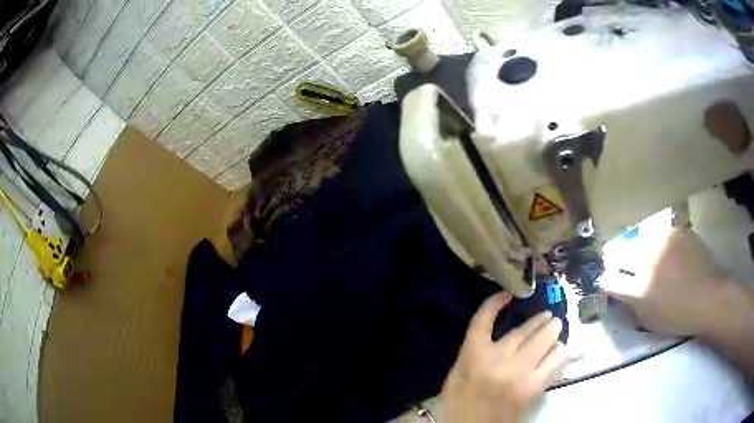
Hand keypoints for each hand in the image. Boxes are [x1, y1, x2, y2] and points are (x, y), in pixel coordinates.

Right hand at [441, 292, 565, 422]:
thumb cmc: (461, 400)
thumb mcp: (457, 372)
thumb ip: (475, 349)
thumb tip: (497, 329)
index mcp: (475, 355)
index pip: (484, 319)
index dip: (494, 303)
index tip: (506, 295)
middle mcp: (501, 360)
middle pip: (526, 330)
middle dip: (541, 320)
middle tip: (548, 316)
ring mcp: (521, 374)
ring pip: (546, 342)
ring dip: (553, 333)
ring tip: (556, 330)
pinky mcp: (534, 387)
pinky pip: (555, 363)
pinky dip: (560, 353)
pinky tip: (560, 350)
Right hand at [602, 228, 731, 337]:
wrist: (707, 297)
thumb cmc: (677, 317)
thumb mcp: (648, 320)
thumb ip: (631, 304)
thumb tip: (619, 292)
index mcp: (638, 289)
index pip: (609, 279)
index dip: (606, 281)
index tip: (610, 284)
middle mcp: (647, 261)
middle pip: (620, 253)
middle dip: (620, 262)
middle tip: (628, 269)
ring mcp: (662, 242)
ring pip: (638, 238)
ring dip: (638, 249)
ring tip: (648, 258)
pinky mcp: (675, 231)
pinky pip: (659, 232)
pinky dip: (657, 241)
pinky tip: (665, 250)